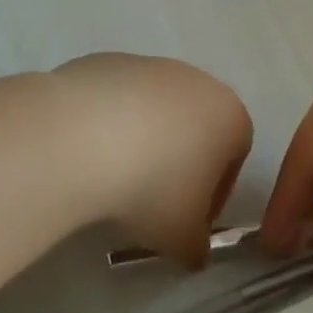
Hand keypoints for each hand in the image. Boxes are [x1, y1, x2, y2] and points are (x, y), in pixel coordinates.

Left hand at [52, 53, 252, 268]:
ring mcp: (149, 65)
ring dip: (141, 142)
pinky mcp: (106, 61)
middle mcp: (196, 80)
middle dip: (177, 164)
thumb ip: (197, 247)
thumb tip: (193, 251)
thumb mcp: (182, 237)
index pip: (234, 158)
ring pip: (154, 111)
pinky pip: (115, 101)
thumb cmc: (151, 188)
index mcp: (229, 116)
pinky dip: (107, 124)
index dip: (212, 196)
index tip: (185, 222)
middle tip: (149, 203)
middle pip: (194, 128)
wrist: (78, 137)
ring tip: (110, 179)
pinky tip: (86, 153)